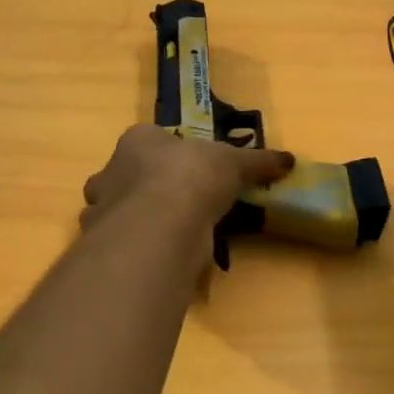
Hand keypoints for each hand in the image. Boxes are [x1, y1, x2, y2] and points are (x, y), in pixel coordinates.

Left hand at [82, 124, 293, 269]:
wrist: (162, 224)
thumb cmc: (192, 176)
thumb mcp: (234, 162)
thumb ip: (258, 162)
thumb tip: (289, 160)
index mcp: (137, 141)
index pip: (147, 140)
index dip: (168, 153)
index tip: (190, 168)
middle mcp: (112, 171)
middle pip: (128, 176)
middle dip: (148, 187)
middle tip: (180, 202)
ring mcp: (104, 210)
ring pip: (122, 212)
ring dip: (141, 219)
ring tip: (174, 231)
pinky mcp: (109, 245)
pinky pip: (127, 243)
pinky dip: (143, 247)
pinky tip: (164, 253)